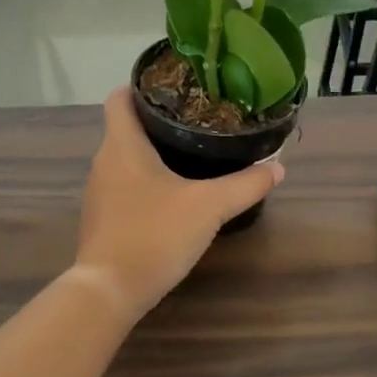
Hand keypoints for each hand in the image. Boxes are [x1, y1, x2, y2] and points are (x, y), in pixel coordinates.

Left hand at [72, 89, 284, 324]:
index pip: (120, 98)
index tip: (175, 88)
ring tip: (190, 156)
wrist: (110, 290)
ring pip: (125, 161)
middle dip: (158, 123)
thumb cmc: (155, 235)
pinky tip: (173, 198)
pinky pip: (124, 189)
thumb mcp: (209, 207)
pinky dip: (145, 185)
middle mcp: (103, 163)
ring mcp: (98, 194)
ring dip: (152, 156)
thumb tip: (278, 167)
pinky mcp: (102, 221)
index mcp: (122, 145)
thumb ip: (245, 185)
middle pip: (126, 129)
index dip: (142, 86)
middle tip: (198, 122)